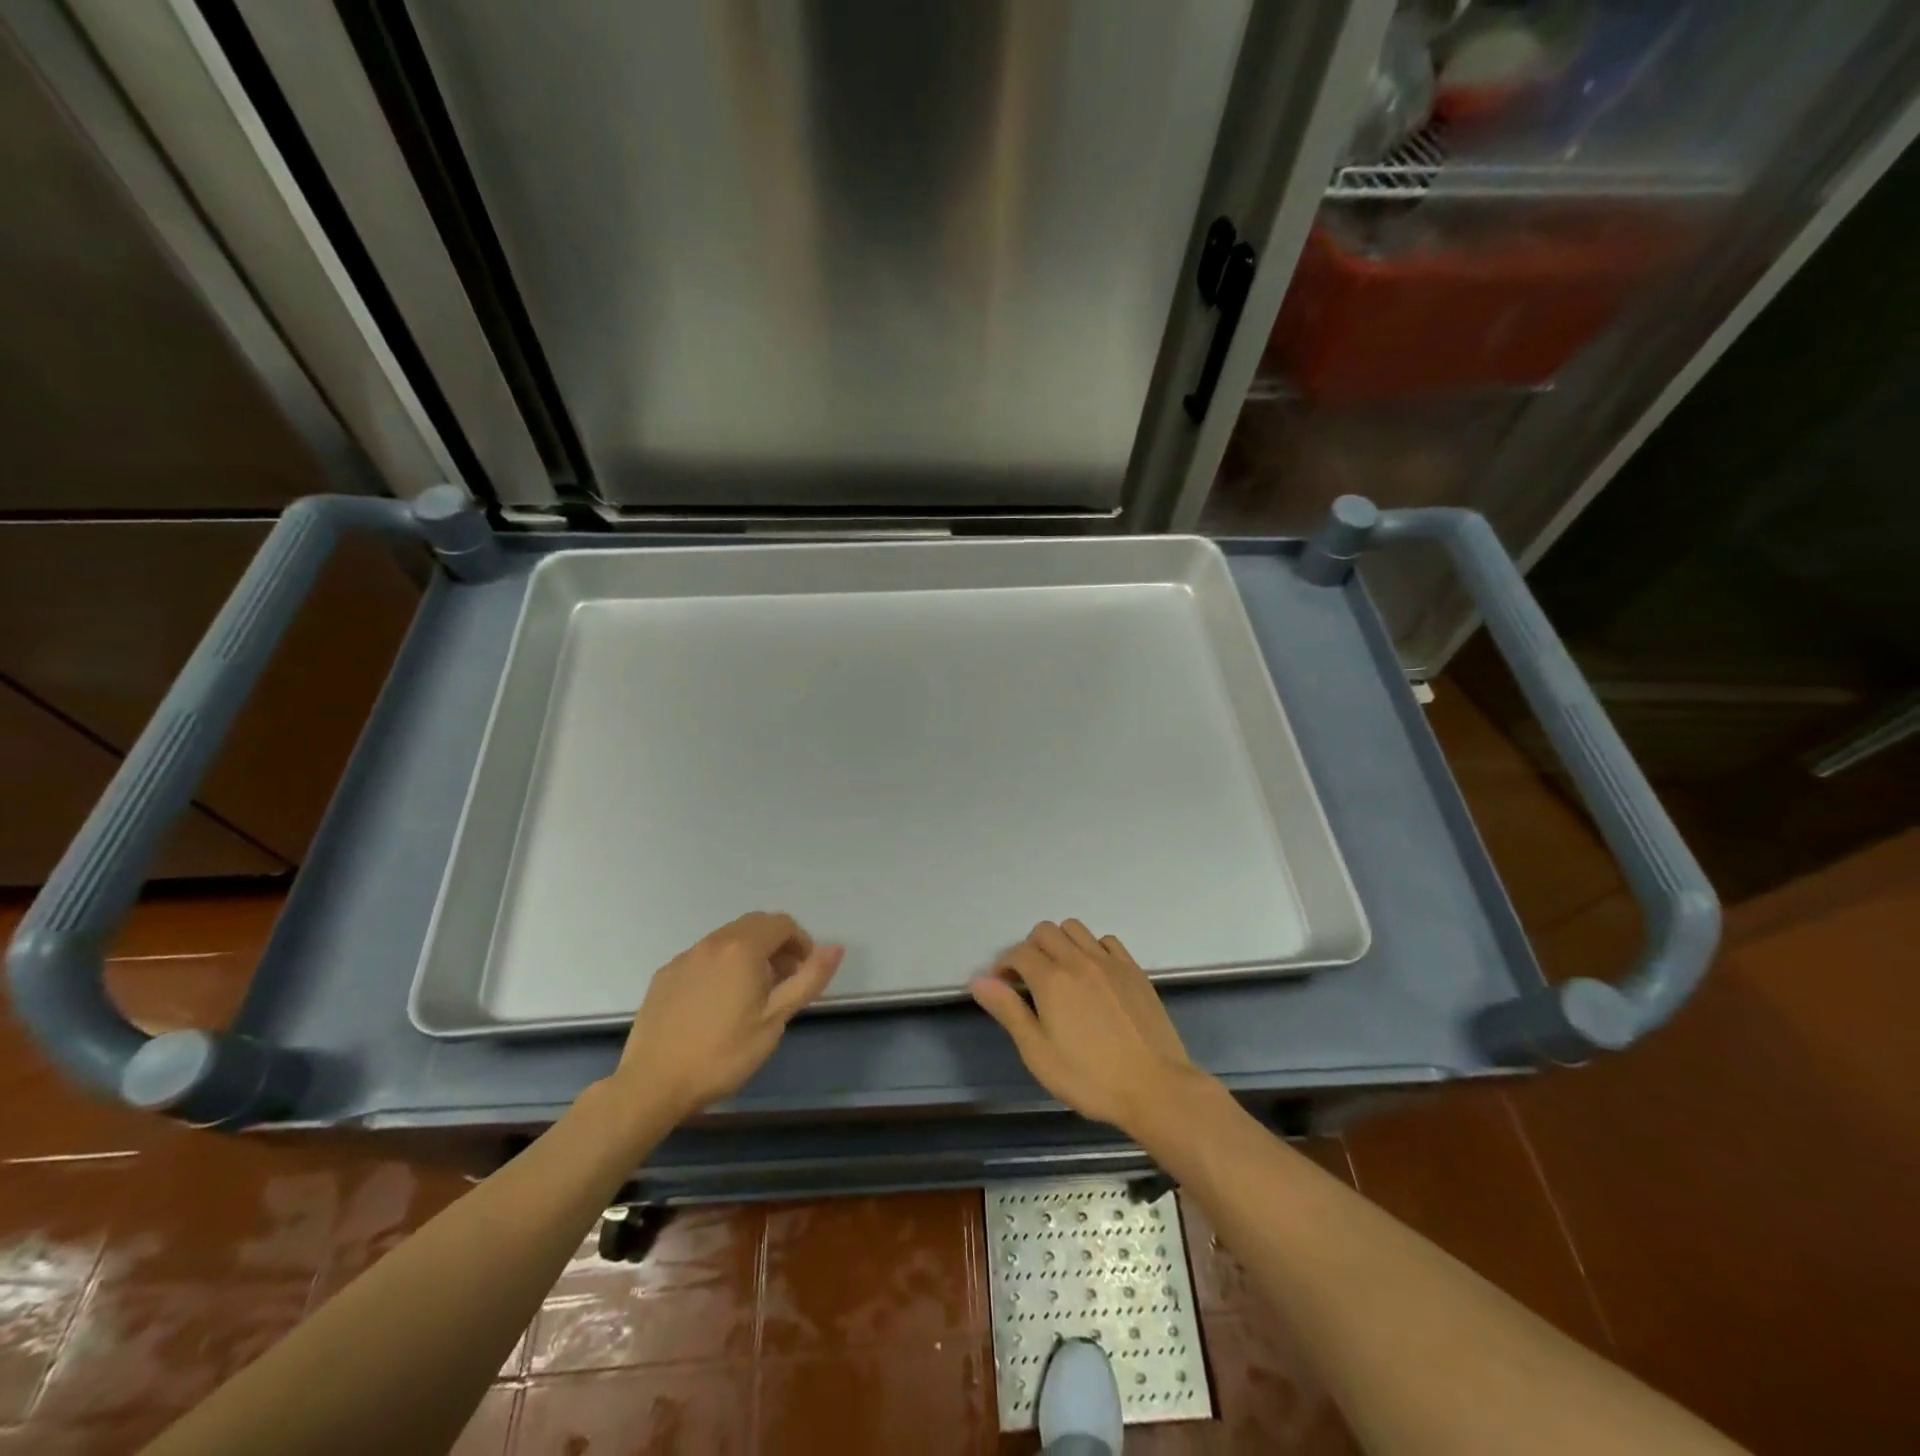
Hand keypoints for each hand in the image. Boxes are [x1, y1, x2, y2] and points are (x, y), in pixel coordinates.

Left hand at [614, 912, 842, 1122]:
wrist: (652, 1084)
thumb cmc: (723, 1054)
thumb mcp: (775, 1020)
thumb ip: (808, 979)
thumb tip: (836, 948)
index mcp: (744, 948)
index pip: (783, 924)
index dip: (801, 943)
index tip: (804, 973)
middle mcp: (714, 942)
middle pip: (755, 925)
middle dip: (776, 945)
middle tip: (783, 982)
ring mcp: (686, 956)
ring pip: (728, 939)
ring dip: (749, 954)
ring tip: (752, 994)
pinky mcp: (665, 974)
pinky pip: (704, 957)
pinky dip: (721, 966)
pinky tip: (717, 1003)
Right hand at [970, 920, 1210, 1140]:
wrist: (1155, 1087)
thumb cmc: (1090, 1078)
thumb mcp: (1038, 1053)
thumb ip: (1009, 1011)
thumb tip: (979, 981)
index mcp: (1052, 980)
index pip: (1018, 953)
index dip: (1003, 966)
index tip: (1001, 987)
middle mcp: (1079, 960)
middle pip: (1045, 931)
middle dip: (1029, 949)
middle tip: (1028, 981)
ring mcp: (1110, 962)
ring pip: (1075, 929)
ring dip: (1060, 943)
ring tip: (1060, 973)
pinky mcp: (1134, 970)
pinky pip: (1106, 941)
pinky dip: (1092, 948)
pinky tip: (1093, 975)